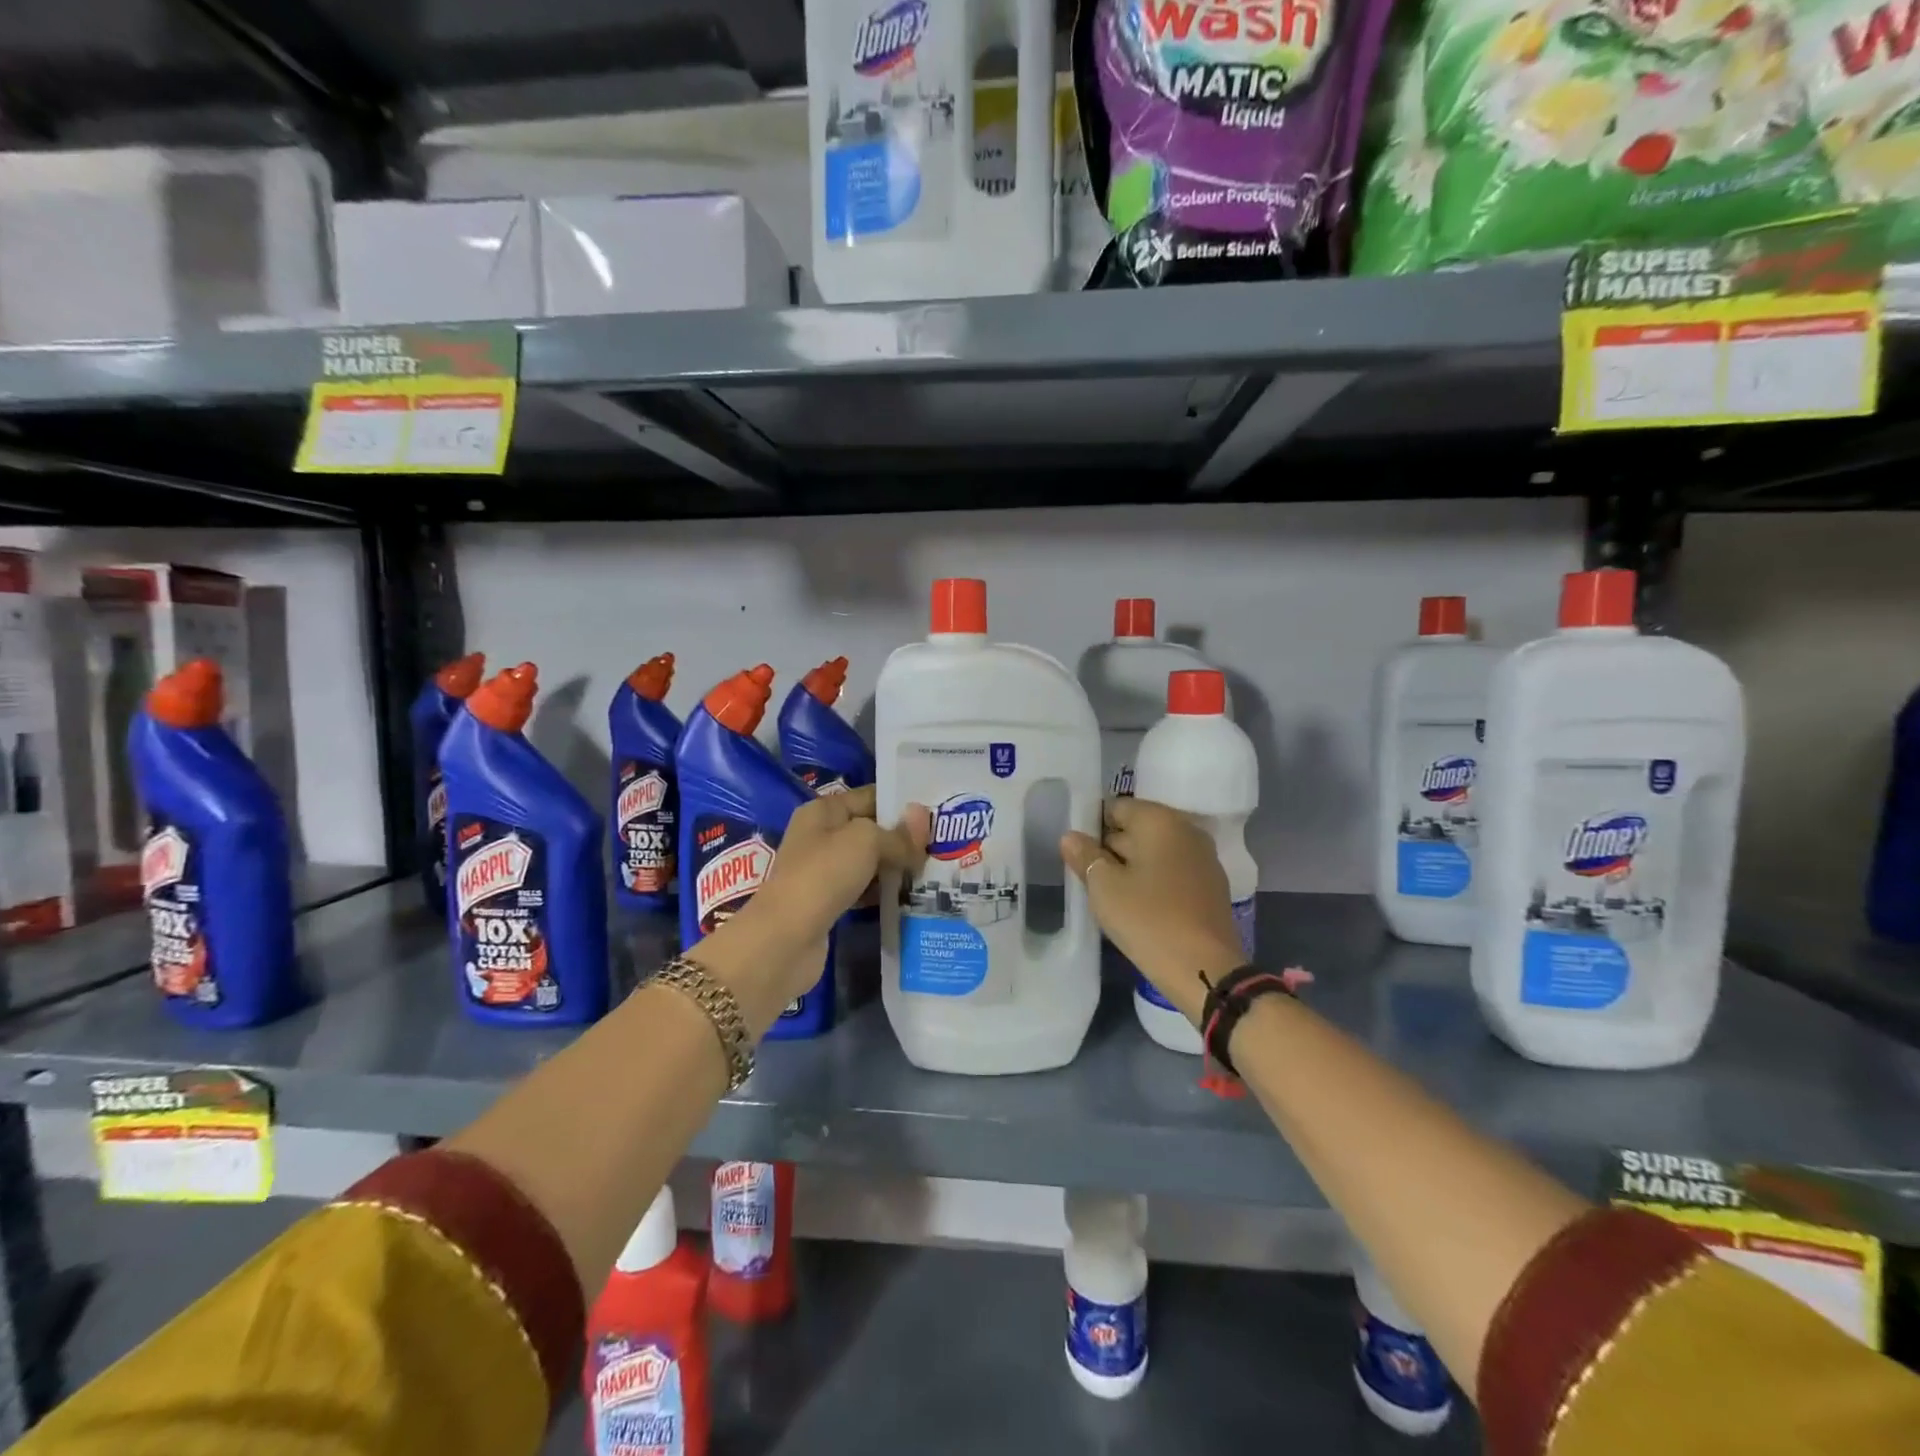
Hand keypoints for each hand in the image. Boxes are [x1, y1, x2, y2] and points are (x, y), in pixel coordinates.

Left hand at [695, 787, 928, 1022]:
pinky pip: (863, 888)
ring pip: (869, 861)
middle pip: (871, 829)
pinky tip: (909, 896)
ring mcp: (823, 870)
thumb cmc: (823, 875)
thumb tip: (923, 822)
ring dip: (896, 866)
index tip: (938, 812)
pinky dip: (883, 891)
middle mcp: (821, 836)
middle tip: (943, 844)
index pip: (871, 796)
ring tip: (933, 869)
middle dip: (903, 837)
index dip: (902, 803)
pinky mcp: (828, 901)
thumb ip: (898, 834)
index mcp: (824, 811)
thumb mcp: (866, 841)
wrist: (785, 939)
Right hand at [1061, 797, 1245, 1024]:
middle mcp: (1186, 830)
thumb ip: (1085, 855)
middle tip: (1086, 875)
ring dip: (1131, 867)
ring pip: (1155, 852)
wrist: (1203, 969)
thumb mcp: (1103, 887)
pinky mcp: (1210, 887)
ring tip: (1108, 893)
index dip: (1091, 827)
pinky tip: (1137, 906)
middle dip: (1111, 847)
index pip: (1116, 808)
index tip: (1077, 853)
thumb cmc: (1147, 919)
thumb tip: (1070, 836)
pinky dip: (1153, 881)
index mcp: (1160, 820)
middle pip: (1137, 828)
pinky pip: (1172, 872)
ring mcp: (1203, 859)